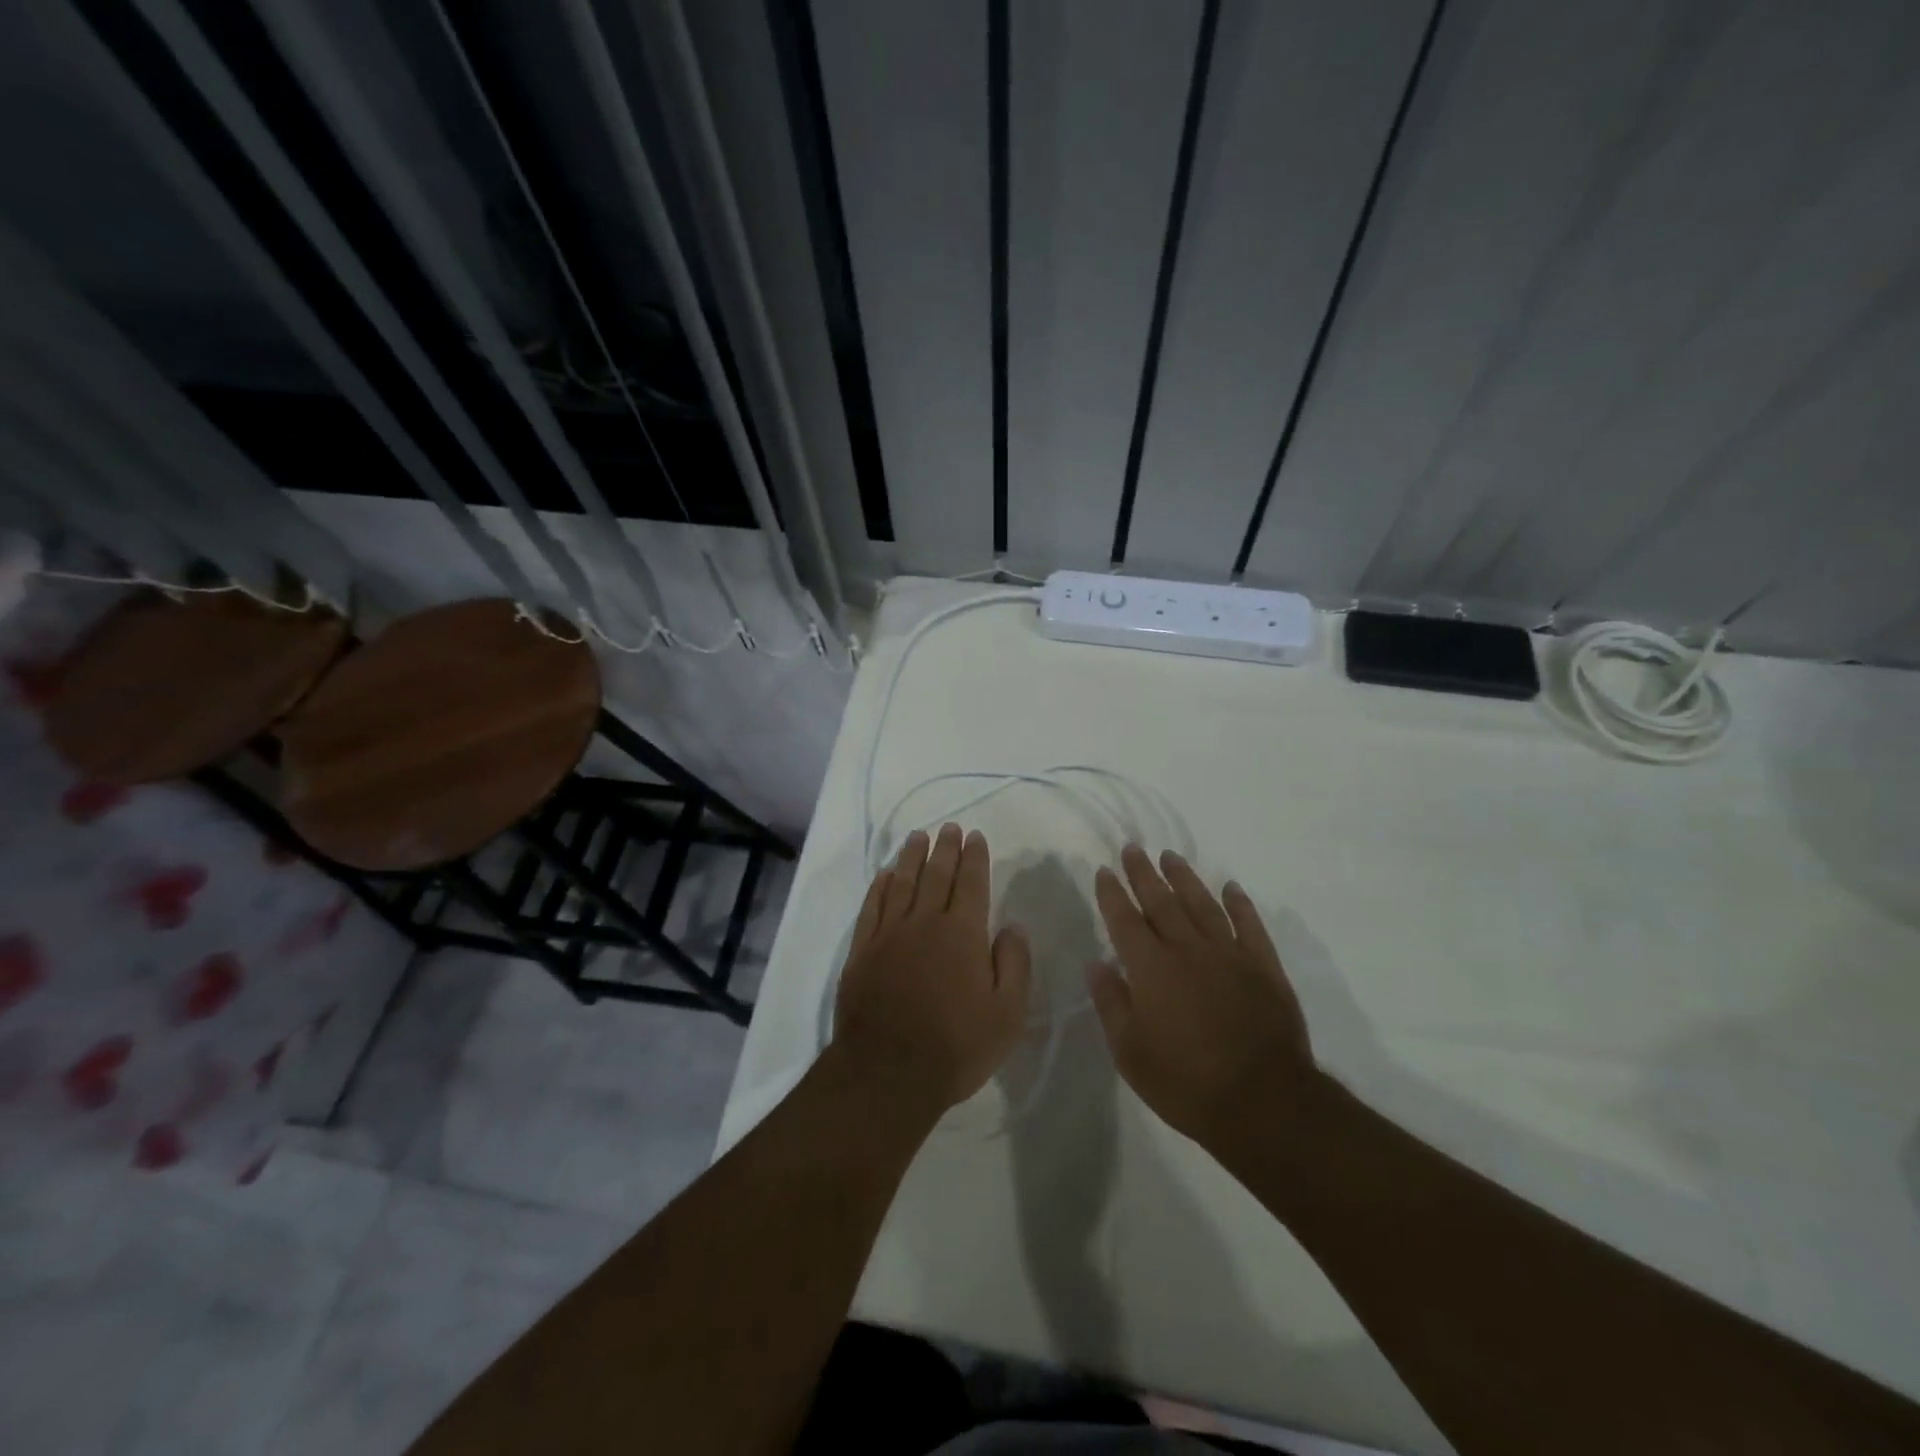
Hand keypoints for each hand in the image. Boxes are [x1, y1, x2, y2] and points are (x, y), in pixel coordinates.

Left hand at [833, 824, 1031, 1115]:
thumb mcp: (1007, 1013)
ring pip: (902, 884)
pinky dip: (879, 887)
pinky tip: (884, 875)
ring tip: (918, 837)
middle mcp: (925, 923)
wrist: (888, 1073)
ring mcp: (888, 935)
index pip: (971, 884)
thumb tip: (1011, 926)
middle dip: (945, 848)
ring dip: (911, 857)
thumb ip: (1014, 964)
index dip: (975, 858)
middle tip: (950, 828)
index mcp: (962, 933)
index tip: (975, 836)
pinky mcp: (862, 952)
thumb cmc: (956, 1046)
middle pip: (936, 875)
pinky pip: (871, 908)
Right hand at [1088, 845, 1313, 1150]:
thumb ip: (1111, 1003)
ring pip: (1202, 905)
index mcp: (1151, 968)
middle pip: (1161, 902)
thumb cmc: (1186, 1082)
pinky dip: (1239, 904)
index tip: (1105, 871)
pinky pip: (1249, 925)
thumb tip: (1096, 963)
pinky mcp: (1264, 967)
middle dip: (1144, 874)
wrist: (1264, 1103)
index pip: (1125, 920)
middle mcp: (1187, 949)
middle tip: (1133, 849)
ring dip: (1185, 878)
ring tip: (1171, 857)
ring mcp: (1229, 955)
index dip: (1112, 894)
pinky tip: (1231, 888)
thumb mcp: (1131, 1053)